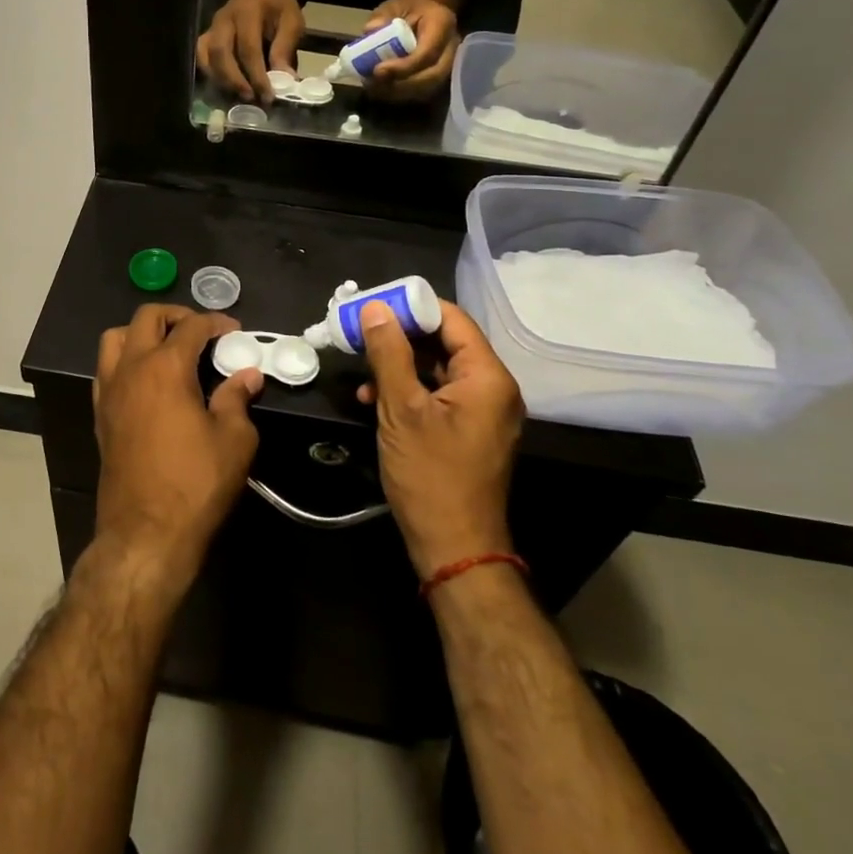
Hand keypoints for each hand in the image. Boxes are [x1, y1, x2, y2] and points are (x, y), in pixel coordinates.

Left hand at [92, 306, 262, 589]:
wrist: (145, 533)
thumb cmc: (195, 483)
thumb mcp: (234, 440)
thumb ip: (238, 399)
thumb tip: (247, 375)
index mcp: (165, 368)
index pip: (191, 327)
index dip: (216, 323)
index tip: (234, 331)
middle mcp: (130, 369)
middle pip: (146, 318)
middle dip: (176, 316)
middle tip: (201, 332)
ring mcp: (109, 391)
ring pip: (115, 339)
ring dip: (142, 333)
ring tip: (168, 349)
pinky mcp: (100, 415)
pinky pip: (106, 369)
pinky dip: (126, 361)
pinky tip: (148, 383)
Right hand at [196, 0, 304, 102]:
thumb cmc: (277, 2)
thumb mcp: (291, 19)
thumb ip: (285, 48)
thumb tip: (285, 79)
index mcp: (247, 12)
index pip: (248, 48)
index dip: (257, 75)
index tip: (268, 96)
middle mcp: (224, 20)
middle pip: (221, 54)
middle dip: (235, 81)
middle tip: (251, 98)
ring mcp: (212, 28)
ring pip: (207, 58)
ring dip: (221, 80)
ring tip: (238, 96)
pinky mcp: (206, 36)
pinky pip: (201, 57)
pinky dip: (210, 74)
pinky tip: (225, 86)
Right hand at [356, 298, 524, 574]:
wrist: (455, 549)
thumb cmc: (431, 476)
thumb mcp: (402, 410)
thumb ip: (389, 353)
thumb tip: (375, 308)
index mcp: (487, 377)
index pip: (452, 319)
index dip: (411, 307)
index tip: (372, 305)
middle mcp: (493, 388)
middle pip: (445, 342)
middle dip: (399, 335)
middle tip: (359, 331)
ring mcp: (482, 411)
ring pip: (437, 368)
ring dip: (398, 365)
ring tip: (360, 369)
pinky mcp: (468, 430)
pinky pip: (438, 394)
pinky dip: (408, 390)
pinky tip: (373, 399)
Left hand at [361, 0, 458, 102]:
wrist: (428, 11)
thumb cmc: (409, 9)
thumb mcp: (393, 5)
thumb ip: (382, 16)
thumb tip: (370, 30)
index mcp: (442, 24)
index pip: (427, 53)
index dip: (403, 67)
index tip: (377, 70)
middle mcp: (451, 48)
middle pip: (432, 76)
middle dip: (401, 85)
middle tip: (374, 84)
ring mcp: (449, 64)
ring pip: (429, 89)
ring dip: (399, 93)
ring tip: (374, 89)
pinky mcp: (440, 76)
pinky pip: (424, 93)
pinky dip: (401, 95)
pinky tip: (382, 91)